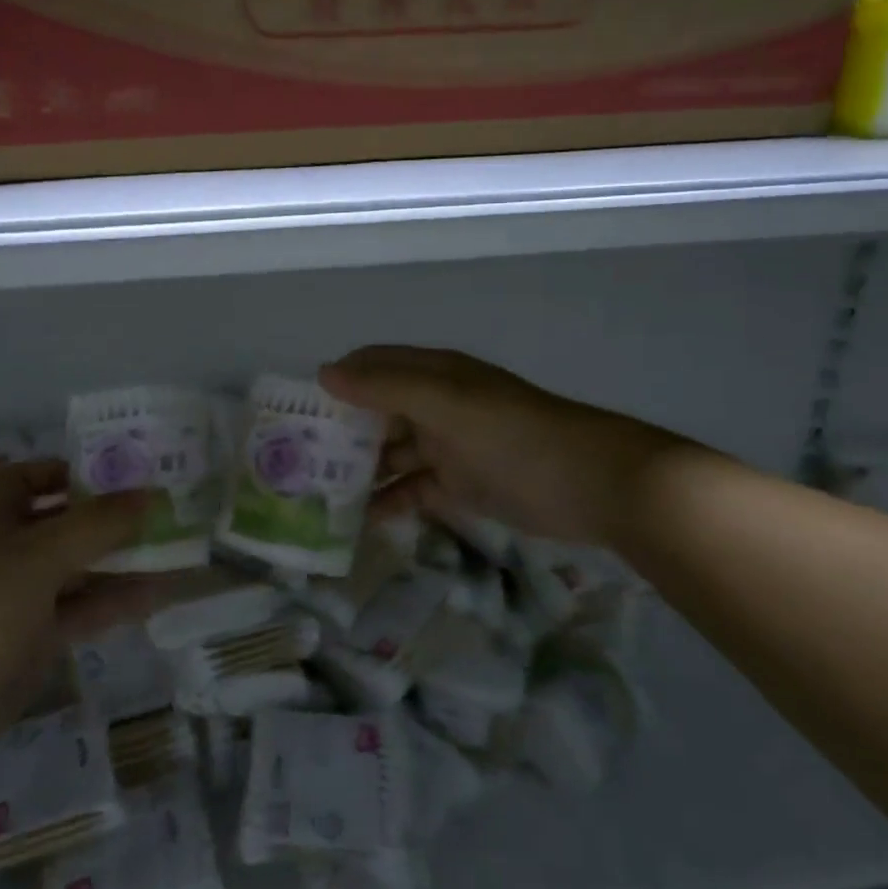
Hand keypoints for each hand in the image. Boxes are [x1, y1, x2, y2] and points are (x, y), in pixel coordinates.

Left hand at [0, 461, 156, 765]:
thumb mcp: (44, 553)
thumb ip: (99, 523)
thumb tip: (149, 494)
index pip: (33, 478)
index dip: (74, 471)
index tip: (124, 472)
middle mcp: (4, 550)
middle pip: (63, 524)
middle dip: (110, 519)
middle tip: (163, 511)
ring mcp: (17, 598)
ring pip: (76, 570)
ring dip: (120, 562)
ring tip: (175, 552)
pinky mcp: (30, 641)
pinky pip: (79, 611)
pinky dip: (113, 602)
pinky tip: (158, 595)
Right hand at [320, 345, 685, 545]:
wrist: (593, 484)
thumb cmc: (514, 434)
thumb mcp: (446, 404)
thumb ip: (386, 388)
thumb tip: (324, 373)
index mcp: (432, 375)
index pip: (372, 367)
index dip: (335, 381)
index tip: (295, 410)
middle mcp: (435, 406)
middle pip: (376, 413)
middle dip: (340, 432)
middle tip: (294, 462)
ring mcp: (447, 447)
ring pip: (390, 455)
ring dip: (359, 471)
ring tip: (316, 497)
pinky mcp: (459, 485)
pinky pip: (413, 490)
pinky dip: (389, 501)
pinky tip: (361, 521)